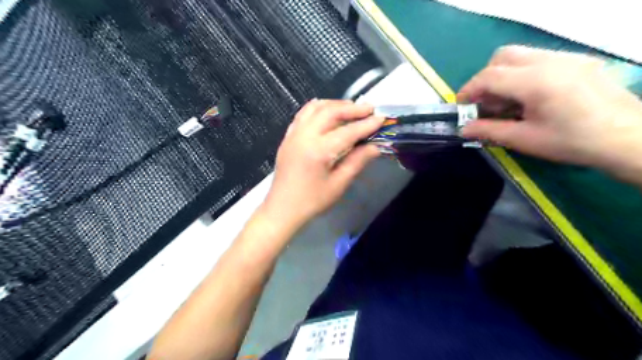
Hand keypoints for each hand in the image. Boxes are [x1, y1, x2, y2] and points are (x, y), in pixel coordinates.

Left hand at [259, 98, 378, 227]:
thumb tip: (375, 147)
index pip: (347, 131)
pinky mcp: (288, 137)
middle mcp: (304, 136)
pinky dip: (318, 108)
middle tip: (369, 109)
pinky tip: (328, 112)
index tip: (381, 119)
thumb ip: (357, 162)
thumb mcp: (338, 184)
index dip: (366, 125)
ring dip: (335, 104)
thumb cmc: (312, 201)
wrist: (282, 208)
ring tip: (351, 108)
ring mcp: (293, 134)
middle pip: (330, 111)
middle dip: (352, 108)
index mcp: (318, 151)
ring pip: (315, 108)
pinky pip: (303, 114)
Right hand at [459, 43, 640, 179]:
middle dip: (485, 78)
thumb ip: (489, 131)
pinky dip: (522, 74)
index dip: (469, 90)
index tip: (461, 106)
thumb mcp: (524, 139)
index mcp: (536, 81)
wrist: (628, 138)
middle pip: (503, 56)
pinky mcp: (578, 61)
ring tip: (506, 102)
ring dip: (503, 75)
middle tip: (485, 103)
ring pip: (521, 55)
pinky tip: (528, 97)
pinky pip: (539, 59)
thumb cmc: (572, 142)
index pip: (490, 76)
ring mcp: (567, 58)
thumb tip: (463, 129)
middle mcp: (550, 61)